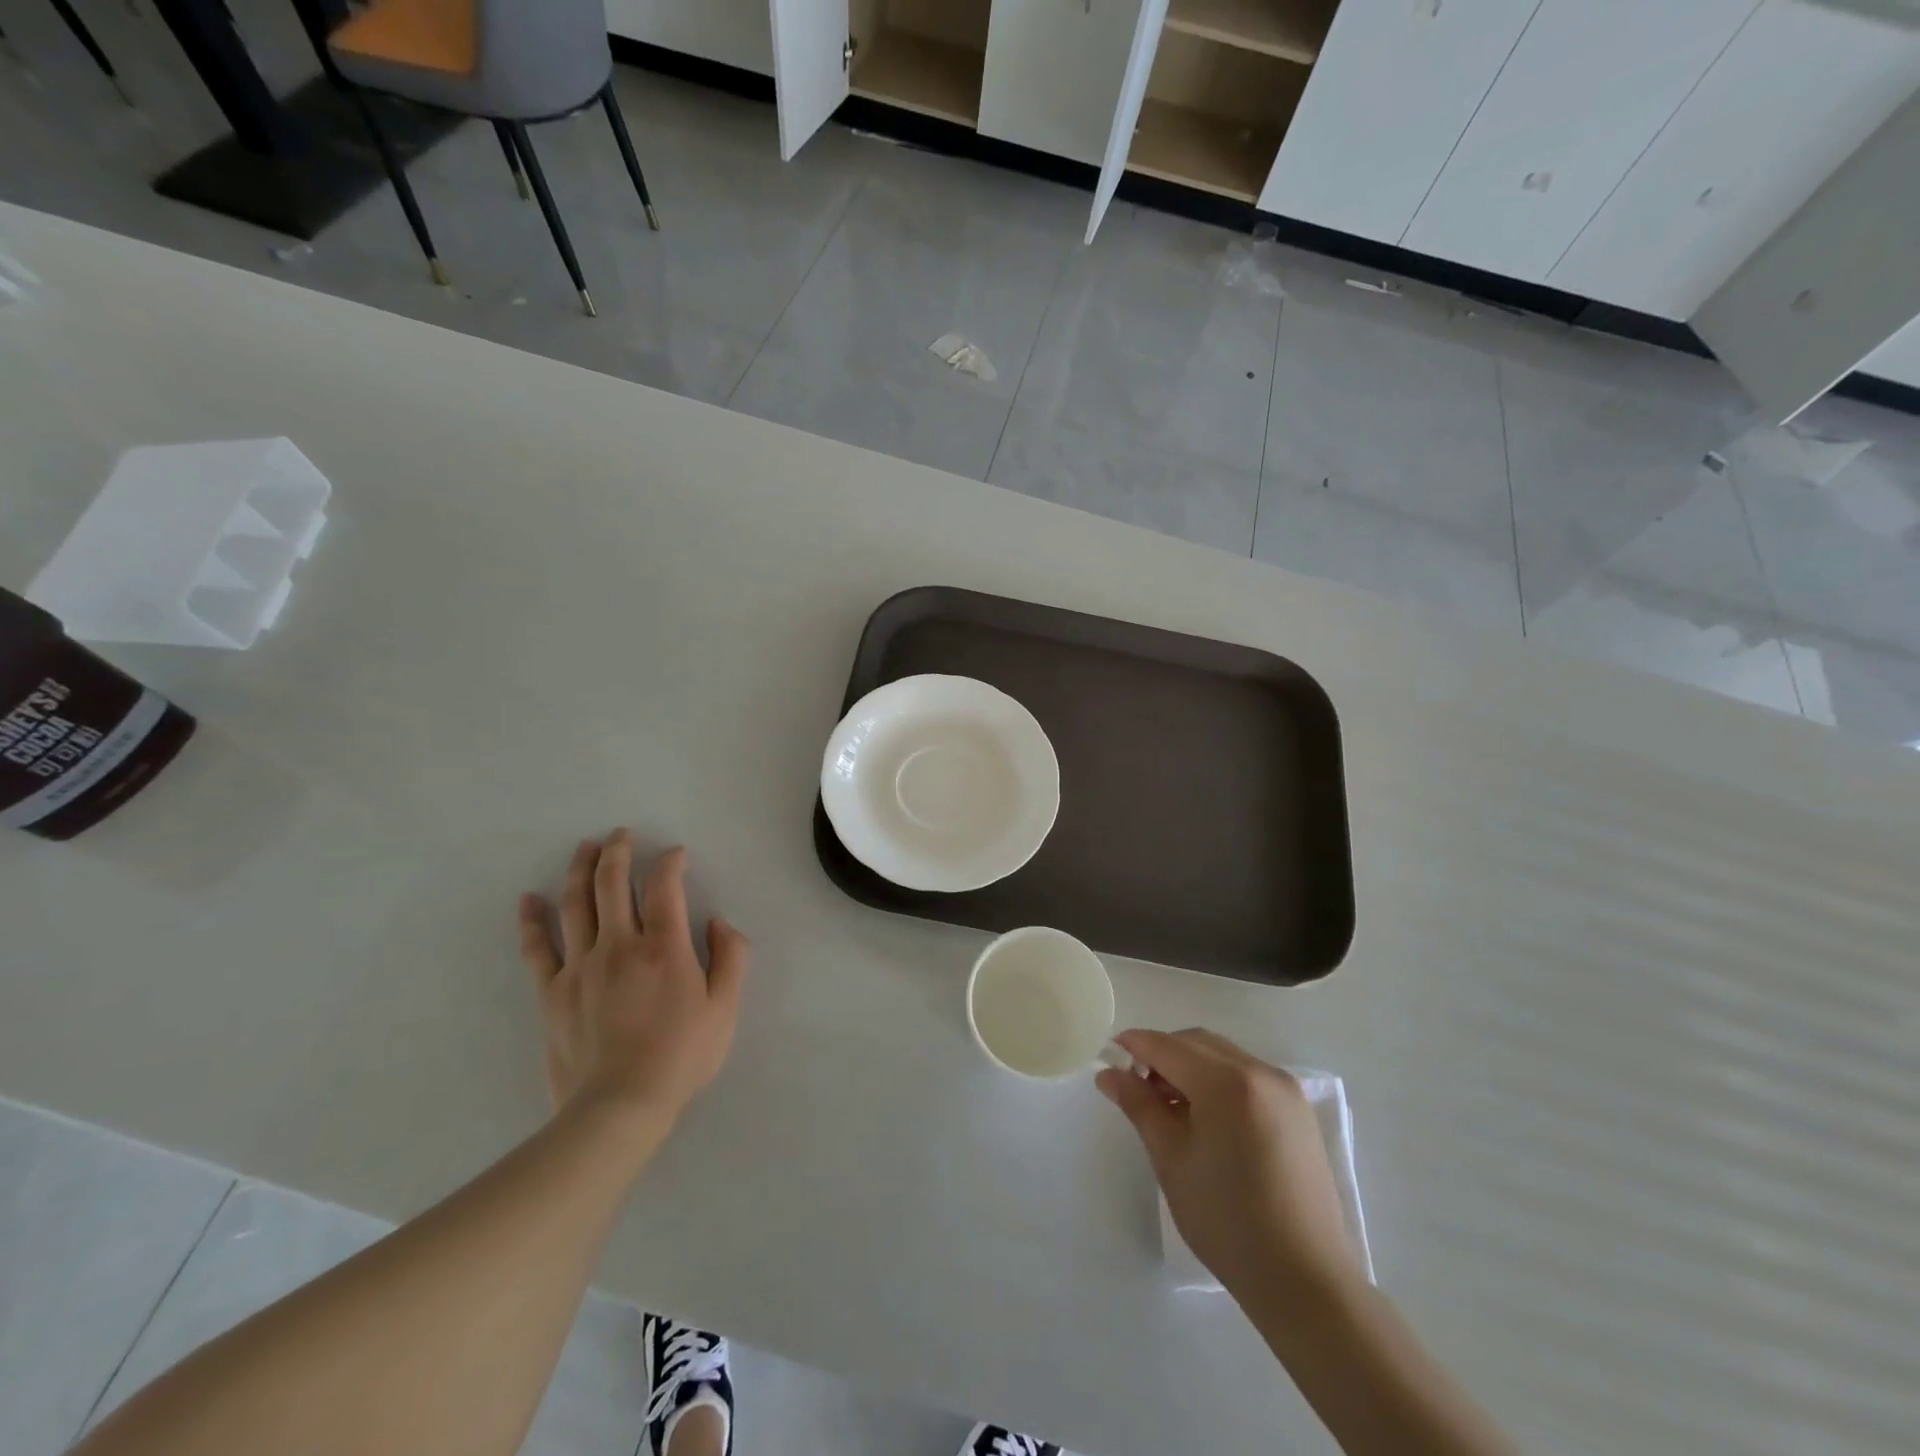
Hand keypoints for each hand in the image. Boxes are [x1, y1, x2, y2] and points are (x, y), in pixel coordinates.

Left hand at [518, 831, 749, 1131]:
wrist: (618, 1107)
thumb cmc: (681, 1056)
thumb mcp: (726, 1008)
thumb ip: (732, 957)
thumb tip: (719, 921)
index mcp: (664, 946)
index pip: (666, 886)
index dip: (671, 861)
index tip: (676, 853)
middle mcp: (619, 944)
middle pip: (613, 883)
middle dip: (618, 851)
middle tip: (621, 834)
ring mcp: (580, 965)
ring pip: (575, 904)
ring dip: (580, 870)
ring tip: (585, 847)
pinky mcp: (552, 991)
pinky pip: (537, 947)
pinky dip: (531, 920)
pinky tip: (527, 899)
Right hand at [1097, 1028, 1362, 1299]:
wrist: (1305, 1281)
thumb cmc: (1227, 1221)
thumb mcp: (1171, 1159)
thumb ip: (1139, 1105)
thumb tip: (1108, 1073)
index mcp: (1227, 1082)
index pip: (1168, 1046)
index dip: (1134, 1046)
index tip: (1108, 1057)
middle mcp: (1260, 1071)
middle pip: (1197, 1044)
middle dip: (1162, 1055)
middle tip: (1137, 1089)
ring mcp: (1285, 1090)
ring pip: (1222, 1056)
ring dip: (1190, 1067)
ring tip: (1170, 1107)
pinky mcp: (1298, 1110)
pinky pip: (1247, 1075)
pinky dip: (1218, 1081)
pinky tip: (1207, 1118)